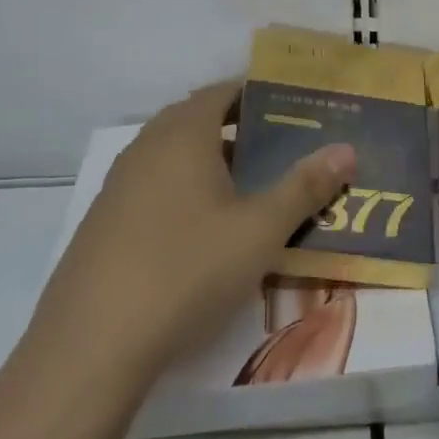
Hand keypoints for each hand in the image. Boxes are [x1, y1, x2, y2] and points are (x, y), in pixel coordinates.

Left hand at [30, 83, 356, 396]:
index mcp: (182, 136)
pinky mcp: (103, 225)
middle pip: (195, 120)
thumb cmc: (187, 270)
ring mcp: (118, 187)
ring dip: (210, 162)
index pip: (220, 92)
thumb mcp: (260, 230)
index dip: (255, 93)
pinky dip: (184, 192)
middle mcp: (145, 149)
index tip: (291, 108)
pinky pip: (153, 188)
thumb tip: (346, 149)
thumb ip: (305, 186)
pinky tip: (203, 232)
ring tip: (250, 188)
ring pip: (172, 157)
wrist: (92, 345)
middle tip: (279, 149)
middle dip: (237, 128)